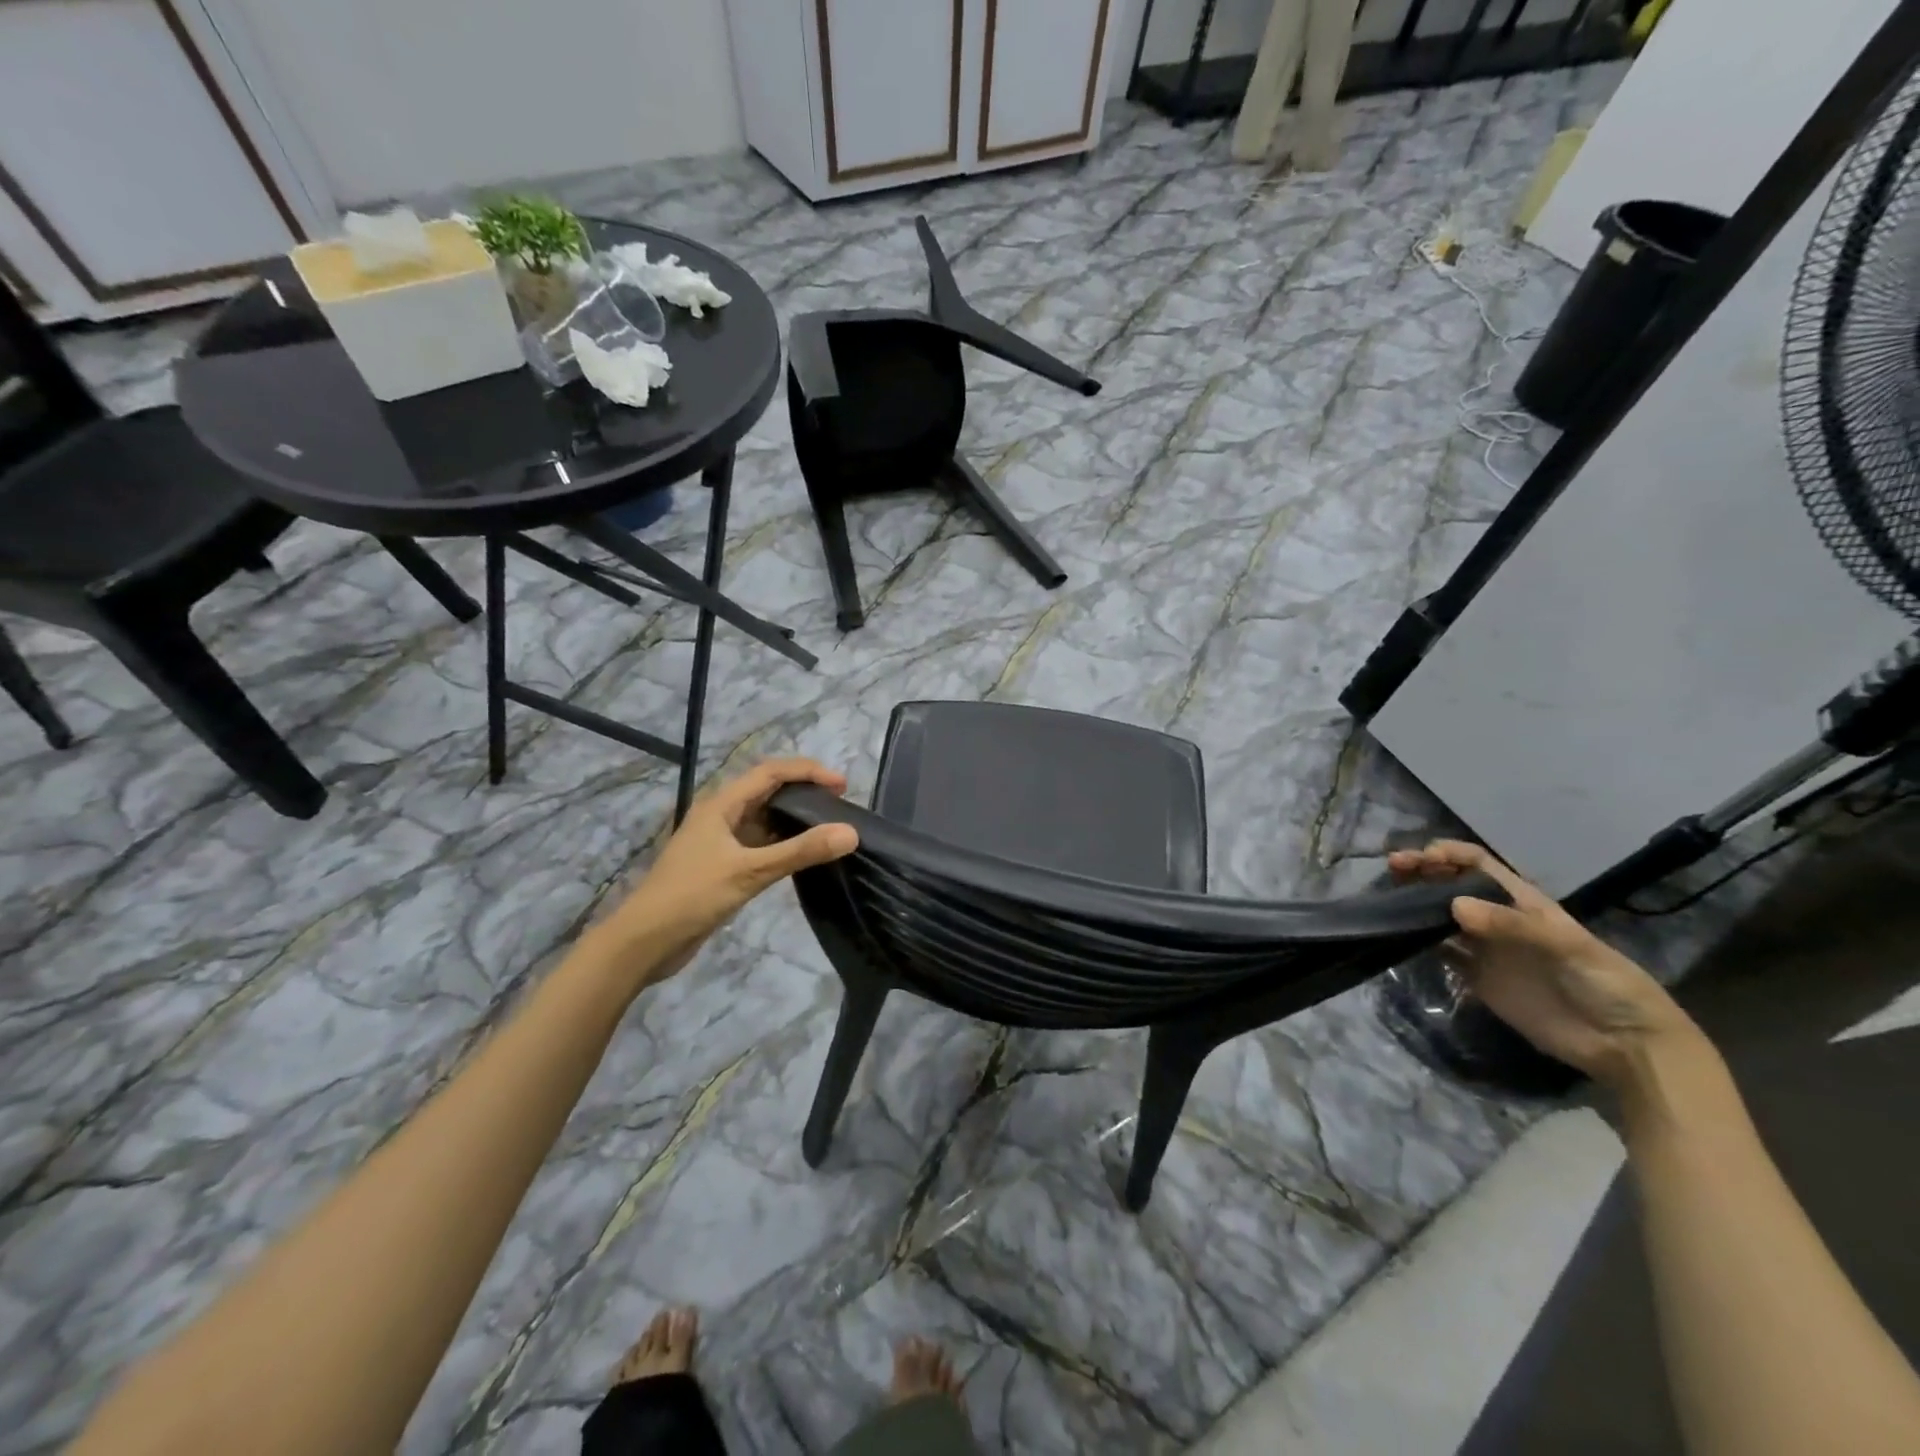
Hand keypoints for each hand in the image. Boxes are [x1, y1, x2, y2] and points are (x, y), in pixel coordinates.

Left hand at [590, 758, 857, 988]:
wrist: (643, 942)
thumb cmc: (692, 897)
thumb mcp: (749, 872)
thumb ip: (800, 851)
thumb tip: (850, 832)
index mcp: (721, 804)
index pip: (771, 772)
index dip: (808, 772)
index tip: (842, 786)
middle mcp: (721, 815)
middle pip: (768, 791)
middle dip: (804, 793)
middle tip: (840, 807)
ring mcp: (720, 841)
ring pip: (764, 819)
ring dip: (794, 819)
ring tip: (829, 829)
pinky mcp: (722, 865)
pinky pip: (759, 844)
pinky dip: (783, 844)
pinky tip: (804, 857)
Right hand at [1387, 840, 1699, 1088]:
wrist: (1624, 1045)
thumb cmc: (1606, 984)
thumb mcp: (1569, 947)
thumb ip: (1512, 925)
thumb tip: (1453, 906)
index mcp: (1522, 902)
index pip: (1478, 864)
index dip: (1450, 854)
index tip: (1423, 858)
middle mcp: (1498, 919)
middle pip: (1452, 885)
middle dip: (1422, 871)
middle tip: (1393, 868)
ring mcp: (1486, 949)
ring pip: (1440, 915)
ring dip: (1414, 903)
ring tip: (1386, 898)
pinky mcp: (1477, 978)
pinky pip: (1441, 953)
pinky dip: (1418, 941)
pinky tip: (1400, 935)